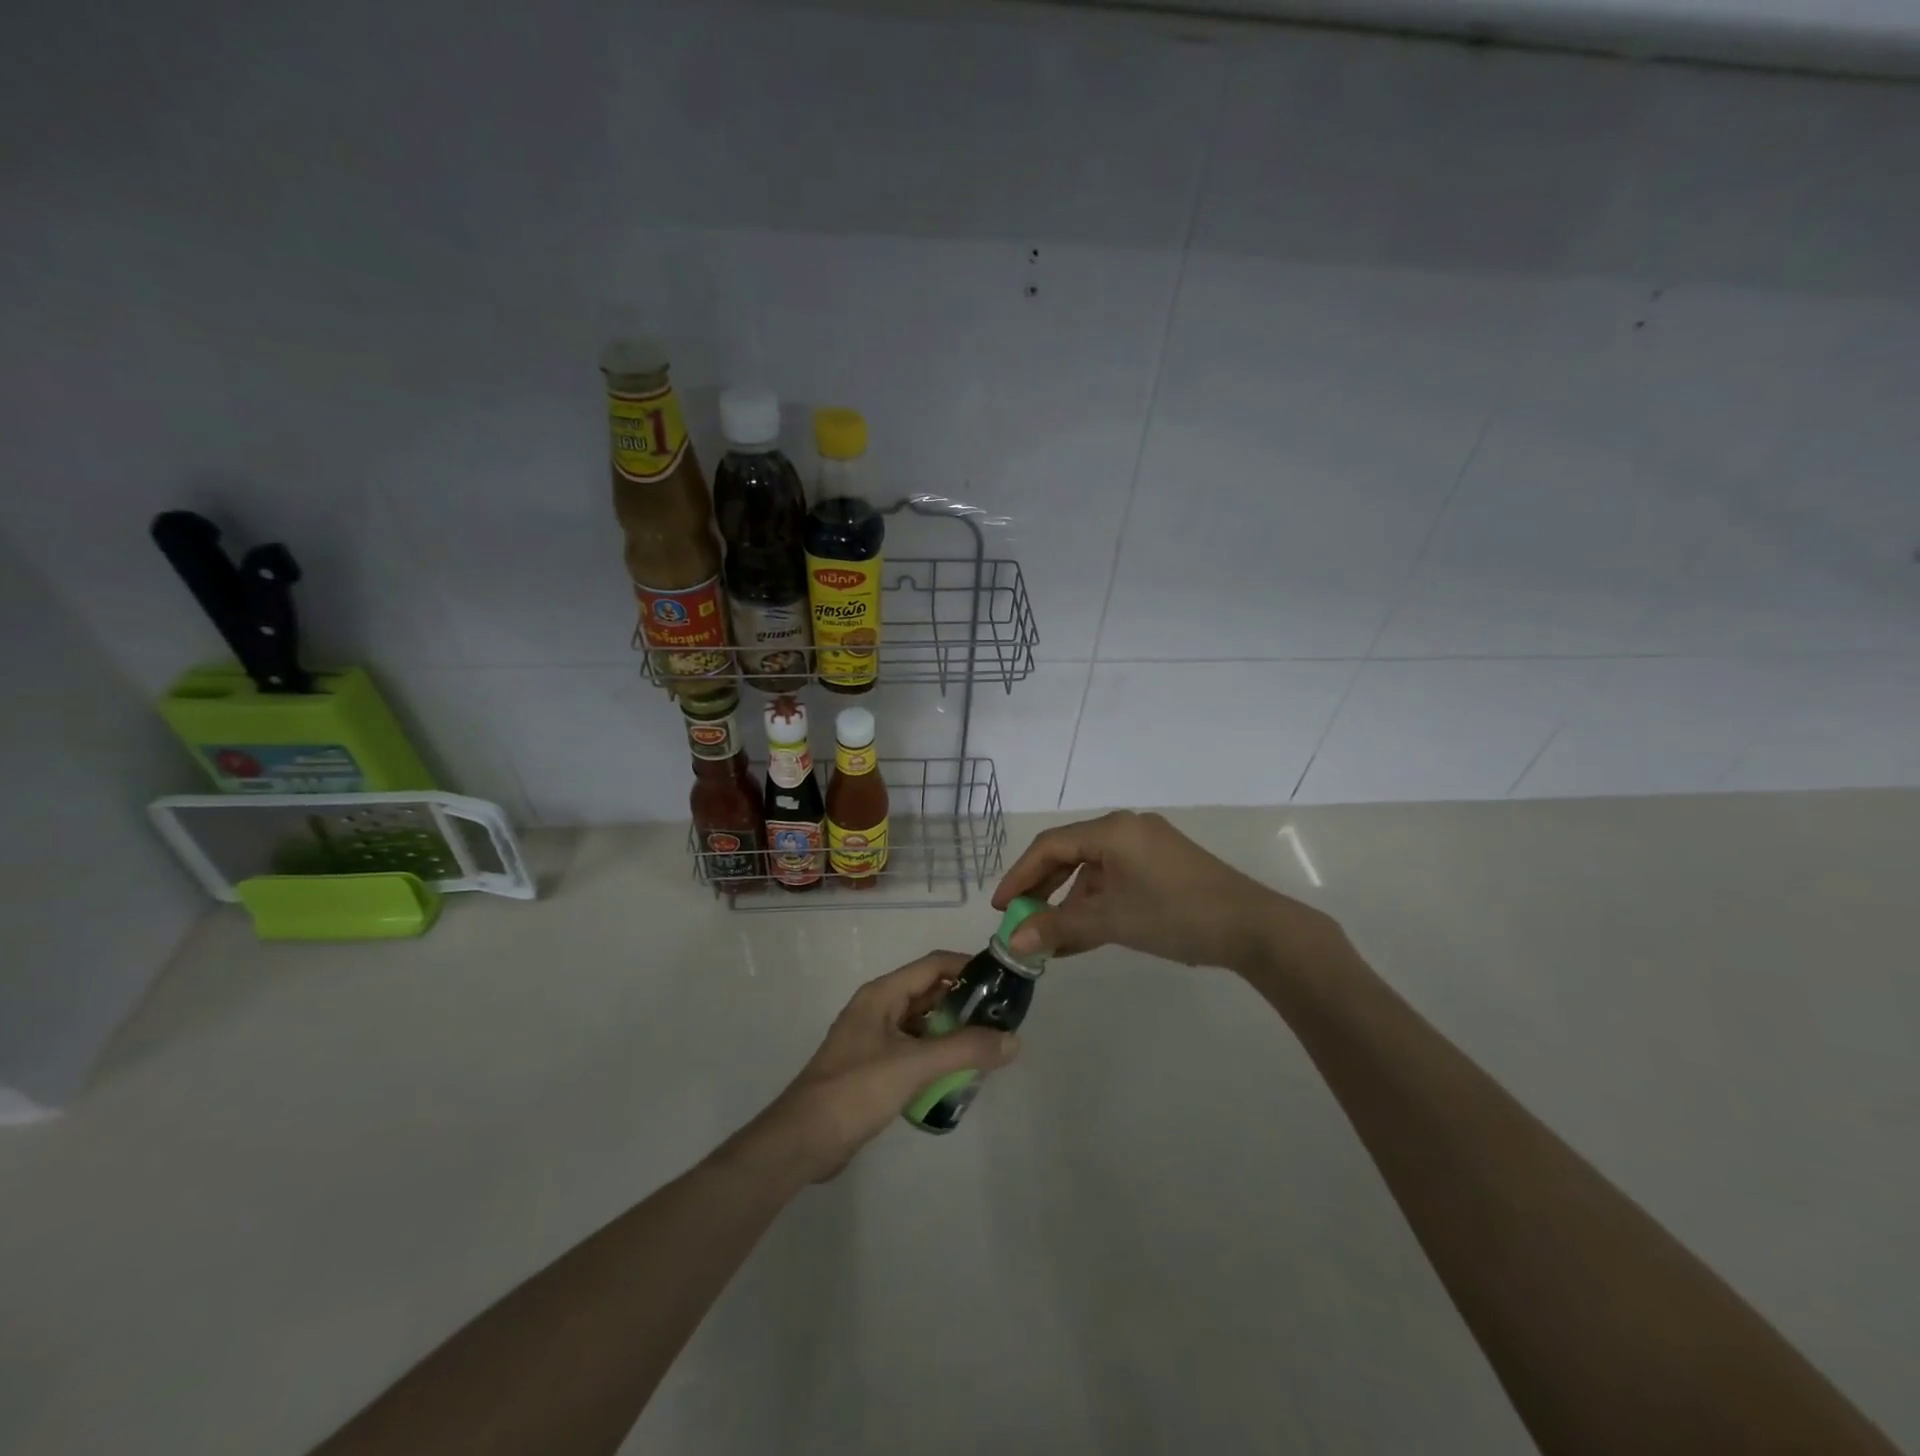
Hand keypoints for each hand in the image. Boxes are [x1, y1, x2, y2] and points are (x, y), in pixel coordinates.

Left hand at [741, 953, 1020, 1182]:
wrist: (803, 1140)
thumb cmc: (857, 1089)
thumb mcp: (915, 1065)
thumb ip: (965, 1050)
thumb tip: (1013, 1040)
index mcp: (882, 994)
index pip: (933, 965)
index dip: (968, 967)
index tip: (1003, 981)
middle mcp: (878, 1009)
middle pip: (929, 994)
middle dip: (965, 1003)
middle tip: (1002, 1020)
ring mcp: (873, 1039)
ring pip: (922, 1024)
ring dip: (952, 1032)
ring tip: (988, 1048)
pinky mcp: (872, 1068)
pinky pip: (913, 1051)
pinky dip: (936, 1056)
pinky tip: (958, 1075)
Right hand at [994, 811, 1333, 971]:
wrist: (1254, 928)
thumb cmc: (1177, 915)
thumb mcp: (1112, 920)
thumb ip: (1059, 927)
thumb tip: (1013, 942)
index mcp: (1112, 830)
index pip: (1050, 846)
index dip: (1020, 875)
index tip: (1001, 907)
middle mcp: (1127, 829)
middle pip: (1070, 854)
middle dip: (1042, 889)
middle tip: (1021, 920)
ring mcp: (1147, 847)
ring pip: (1093, 871)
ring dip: (1070, 902)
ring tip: (1051, 938)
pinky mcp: (1163, 866)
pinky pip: (1116, 880)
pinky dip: (1097, 904)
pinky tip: (1083, 935)